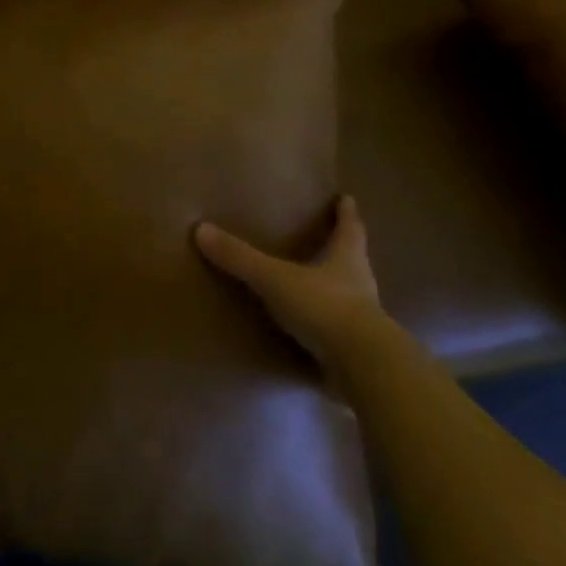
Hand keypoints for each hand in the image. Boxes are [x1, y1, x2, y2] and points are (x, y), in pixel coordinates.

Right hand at [194, 194, 385, 368]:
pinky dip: (329, 328)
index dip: (347, 212)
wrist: (363, 367)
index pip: (351, 226)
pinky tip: (312, 333)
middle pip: (354, 258)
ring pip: (351, 296)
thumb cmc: (324, 307)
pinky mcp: (360, 352)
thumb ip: (241, 258)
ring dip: (336, 289)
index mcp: (348, 256)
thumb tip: (201, 229)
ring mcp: (364, 320)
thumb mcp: (276, 279)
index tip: (346, 199)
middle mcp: (361, 283)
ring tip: (314, 285)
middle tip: (328, 238)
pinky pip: (342, 333)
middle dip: (342, 249)